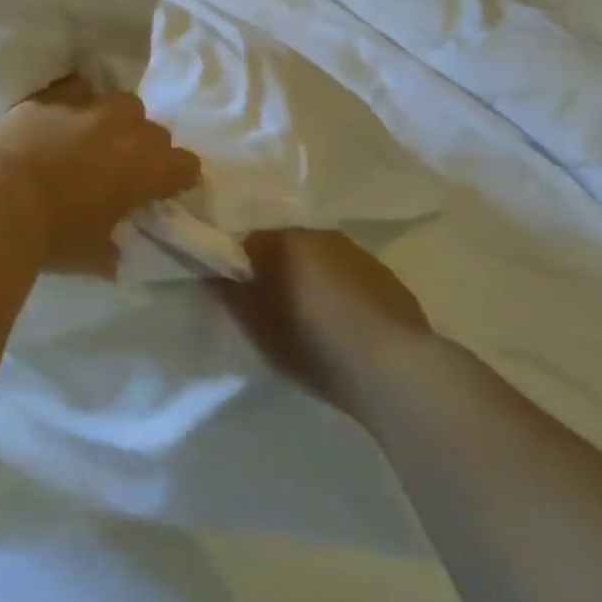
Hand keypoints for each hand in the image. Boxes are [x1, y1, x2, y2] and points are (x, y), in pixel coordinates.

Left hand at [0, 76, 201, 276]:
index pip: (186, 165)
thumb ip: (110, 251)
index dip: (177, 179)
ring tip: (90, 142)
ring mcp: (87, 105)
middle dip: (146, 149)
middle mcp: (126, 128)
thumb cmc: (52, 234)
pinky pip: (75, 90)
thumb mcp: (90, 256)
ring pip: (119, 103)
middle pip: (155, 130)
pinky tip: (56, 124)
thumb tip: (112, 255)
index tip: (163, 192)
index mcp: (148, 167)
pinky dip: (74, 106)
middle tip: (123, 171)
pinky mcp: (49, 96)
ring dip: (114, 122)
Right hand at [213, 229, 432, 412]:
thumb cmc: (312, 342)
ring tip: (310, 317)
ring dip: (309, 278)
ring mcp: (357, 253)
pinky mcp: (386, 276)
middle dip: (276, 270)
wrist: (394, 367)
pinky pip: (348, 276)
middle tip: (272, 308)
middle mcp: (319, 234)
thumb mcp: (257, 326)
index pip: (247, 242)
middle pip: (285, 247)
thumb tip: (207, 267)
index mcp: (283, 240)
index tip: (239, 295)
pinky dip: (339, 291)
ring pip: (319, 259)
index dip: (239, 267)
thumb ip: (228, 293)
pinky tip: (344, 323)